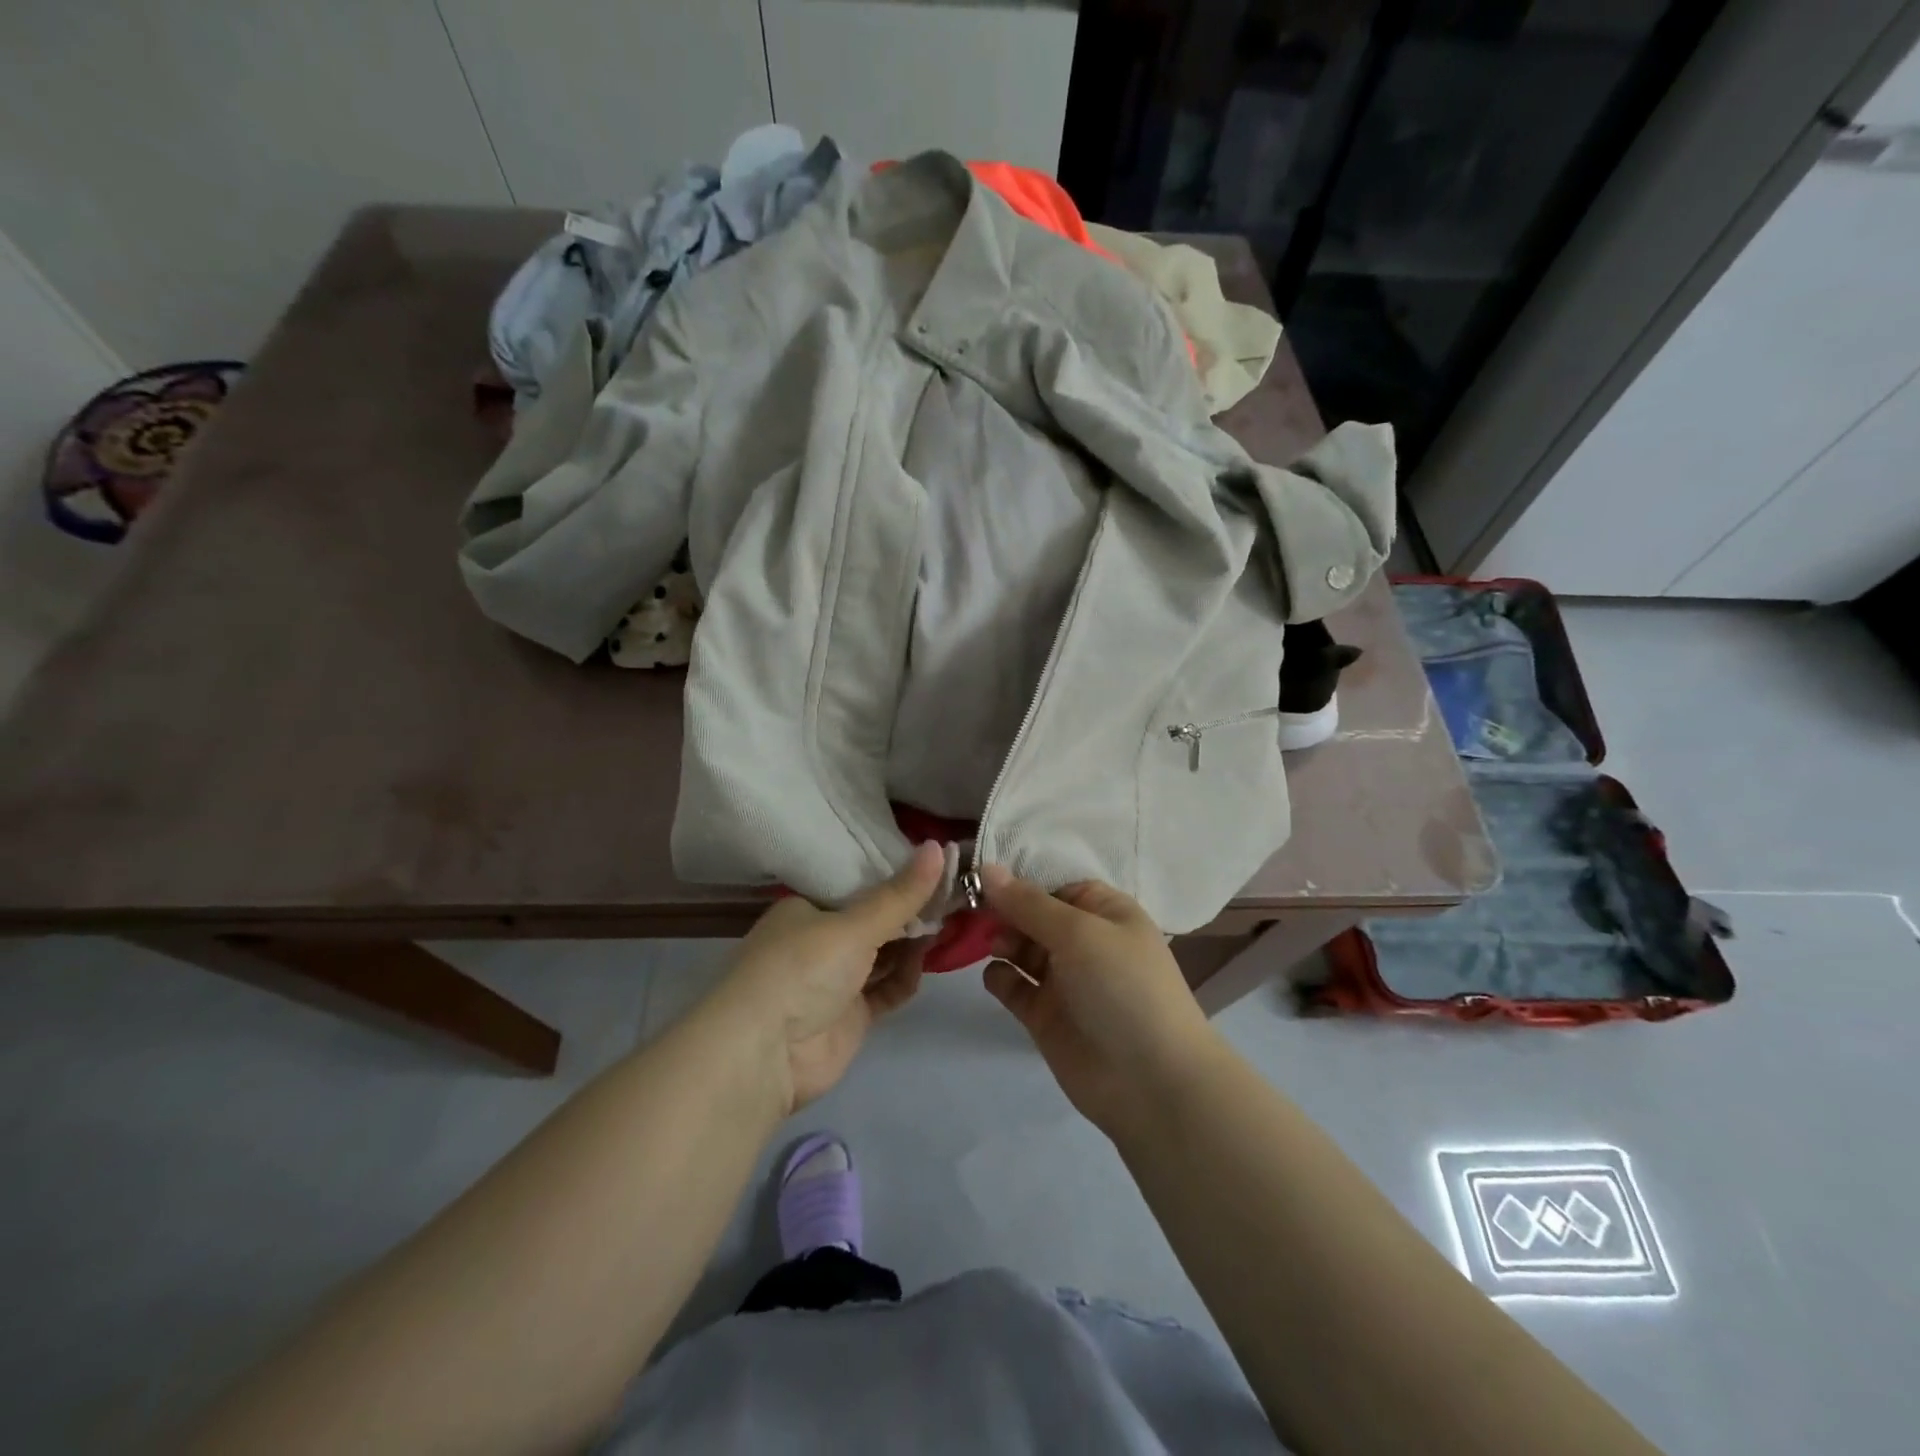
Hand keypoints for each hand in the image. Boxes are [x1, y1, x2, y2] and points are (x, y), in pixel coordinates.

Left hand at [710, 843, 944, 1113]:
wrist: (764, 1055)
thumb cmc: (801, 969)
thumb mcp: (853, 925)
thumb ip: (900, 894)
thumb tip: (938, 846)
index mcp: (806, 908)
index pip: (856, 884)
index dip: (894, 875)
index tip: (933, 864)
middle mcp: (818, 940)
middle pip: (873, 920)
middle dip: (909, 911)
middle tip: (953, 894)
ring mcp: (835, 980)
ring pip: (883, 954)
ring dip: (912, 942)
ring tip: (950, 923)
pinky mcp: (850, 1015)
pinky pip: (886, 989)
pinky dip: (906, 976)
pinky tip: (926, 962)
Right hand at [981, 865, 1220, 1133]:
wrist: (1151, 1082)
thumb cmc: (1122, 987)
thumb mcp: (1079, 932)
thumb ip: (1028, 903)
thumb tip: (987, 868)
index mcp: (1104, 912)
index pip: (1055, 883)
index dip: (1021, 879)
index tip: (981, 874)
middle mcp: (1084, 941)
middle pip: (1033, 914)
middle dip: (1004, 909)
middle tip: (973, 910)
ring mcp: (1064, 979)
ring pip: (1021, 948)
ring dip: (1002, 940)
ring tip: (995, 946)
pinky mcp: (1045, 1015)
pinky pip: (1014, 986)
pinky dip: (1000, 977)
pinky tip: (997, 977)